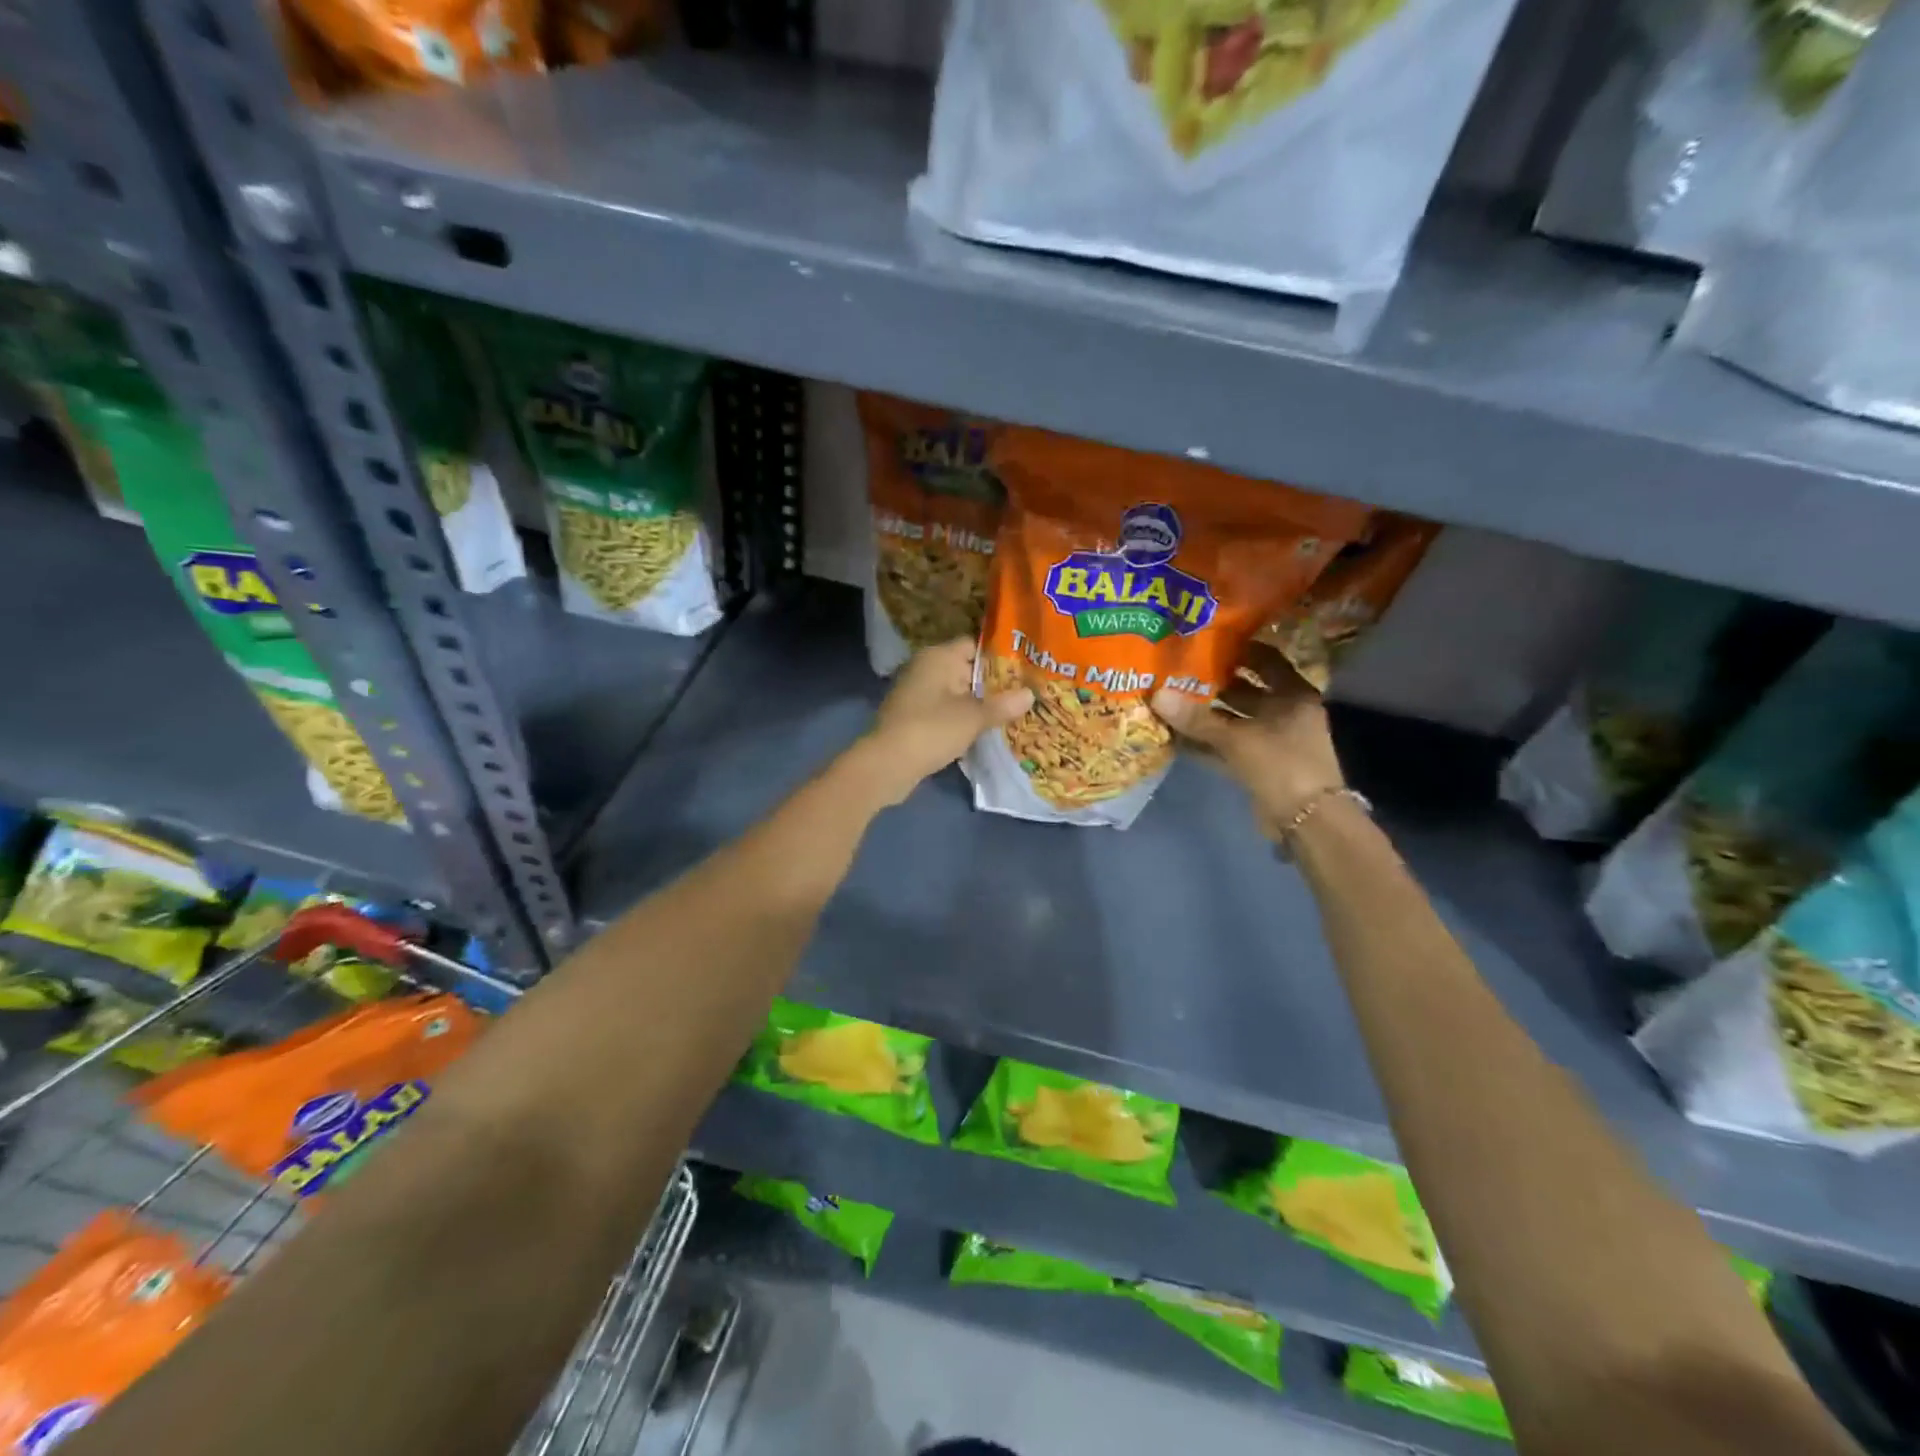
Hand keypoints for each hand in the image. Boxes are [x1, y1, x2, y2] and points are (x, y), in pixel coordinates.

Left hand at [848, 638, 1033, 807]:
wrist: (887, 764)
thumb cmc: (932, 729)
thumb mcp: (974, 717)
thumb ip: (1003, 705)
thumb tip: (1030, 694)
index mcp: (938, 657)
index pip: (975, 645)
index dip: (1001, 655)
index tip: (1025, 669)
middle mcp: (925, 668)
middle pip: (966, 668)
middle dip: (993, 683)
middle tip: (1025, 693)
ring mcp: (916, 692)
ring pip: (956, 692)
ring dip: (978, 702)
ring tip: (1011, 713)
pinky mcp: (912, 716)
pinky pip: (944, 710)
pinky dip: (961, 717)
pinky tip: (983, 730)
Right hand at [1150, 641, 1344, 841]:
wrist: (1308, 820)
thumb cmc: (1282, 764)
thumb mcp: (1237, 738)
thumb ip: (1197, 719)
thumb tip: (1158, 695)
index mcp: (1293, 695)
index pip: (1266, 660)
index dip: (1240, 649)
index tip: (1208, 641)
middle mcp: (1286, 712)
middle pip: (1247, 690)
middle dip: (1215, 683)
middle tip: (1179, 671)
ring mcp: (1273, 740)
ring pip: (1235, 719)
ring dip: (1207, 714)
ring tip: (1171, 700)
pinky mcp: (1260, 764)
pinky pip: (1229, 746)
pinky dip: (1207, 741)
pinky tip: (1178, 736)